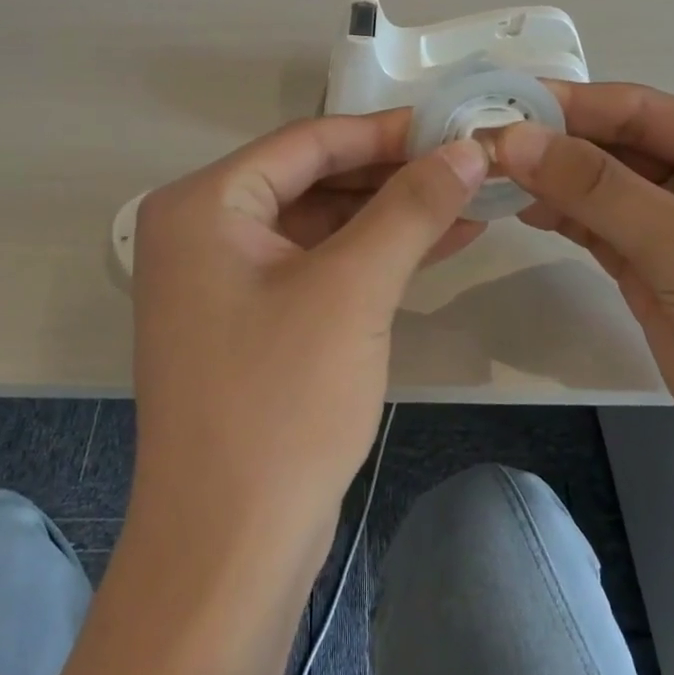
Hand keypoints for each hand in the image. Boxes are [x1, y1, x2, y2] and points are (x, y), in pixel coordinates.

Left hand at [129, 112, 487, 543]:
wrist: (230, 548)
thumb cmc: (280, 402)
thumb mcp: (354, 290)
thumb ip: (410, 208)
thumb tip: (465, 149)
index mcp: (203, 205)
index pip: (307, 142)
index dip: (385, 131)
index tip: (454, 125)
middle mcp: (203, 233)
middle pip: (313, 181)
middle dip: (393, 176)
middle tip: (469, 165)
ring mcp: (224, 283)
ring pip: (321, 227)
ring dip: (391, 218)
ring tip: (470, 203)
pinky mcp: (252, 325)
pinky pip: (318, 269)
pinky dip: (373, 258)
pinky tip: (437, 246)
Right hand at [495, 83, 673, 516]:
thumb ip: (600, 190)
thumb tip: (515, 137)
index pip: (640, 110)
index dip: (567, 106)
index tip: (495, 106)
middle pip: (619, 148)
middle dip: (554, 146)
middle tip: (477, 146)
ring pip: (607, 192)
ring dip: (554, 183)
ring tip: (487, 178)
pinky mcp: (664, 279)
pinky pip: (606, 235)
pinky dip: (567, 222)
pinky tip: (524, 211)